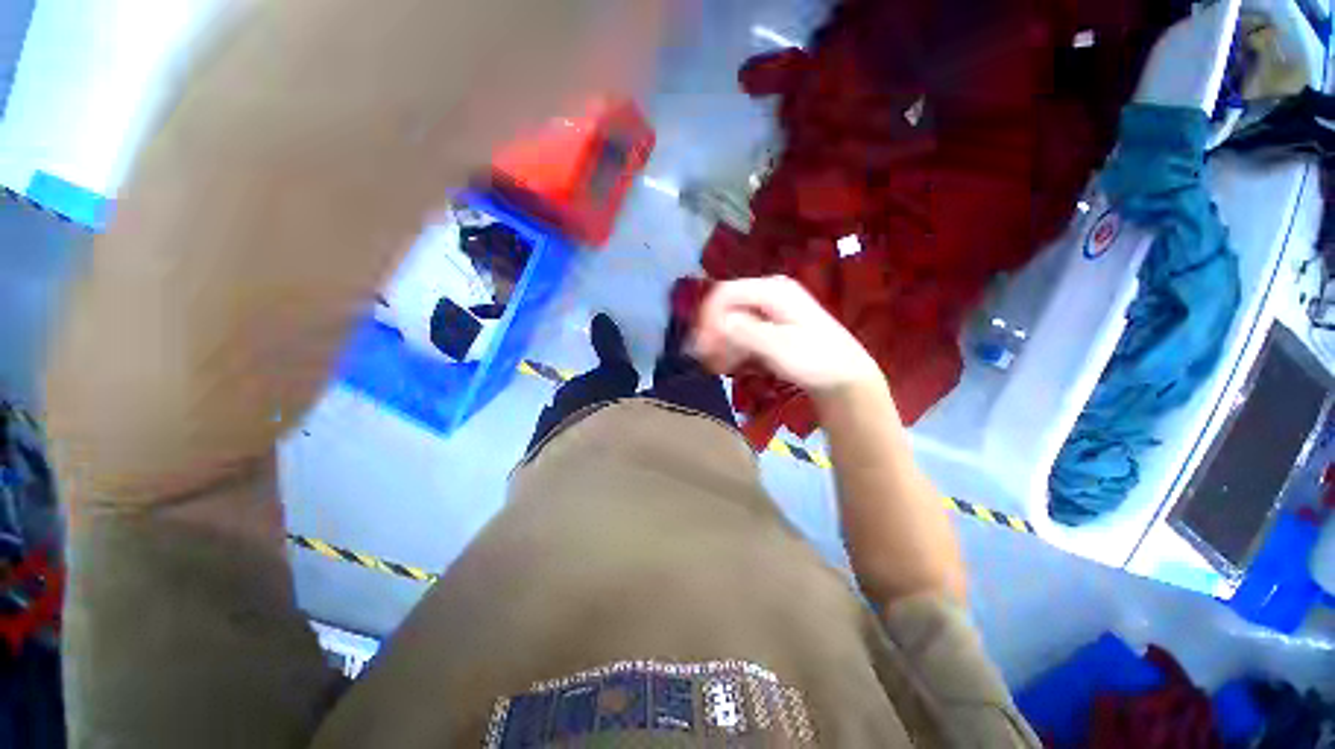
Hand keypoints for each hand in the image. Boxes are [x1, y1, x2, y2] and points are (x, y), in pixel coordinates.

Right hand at [692, 276, 883, 397]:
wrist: (844, 377)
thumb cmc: (816, 360)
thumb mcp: (779, 347)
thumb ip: (745, 332)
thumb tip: (715, 324)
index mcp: (772, 290)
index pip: (725, 293)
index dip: (708, 317)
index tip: (700, 345)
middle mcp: (768, 294)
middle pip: (726, 307)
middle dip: (711, 332)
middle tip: (702, 358)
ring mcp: (769, 311)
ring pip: (731, 321)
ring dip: (719, 343)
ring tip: (714, 366)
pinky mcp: (769, 327)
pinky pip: (741, 333)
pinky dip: (731, 348)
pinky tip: (726, 365)